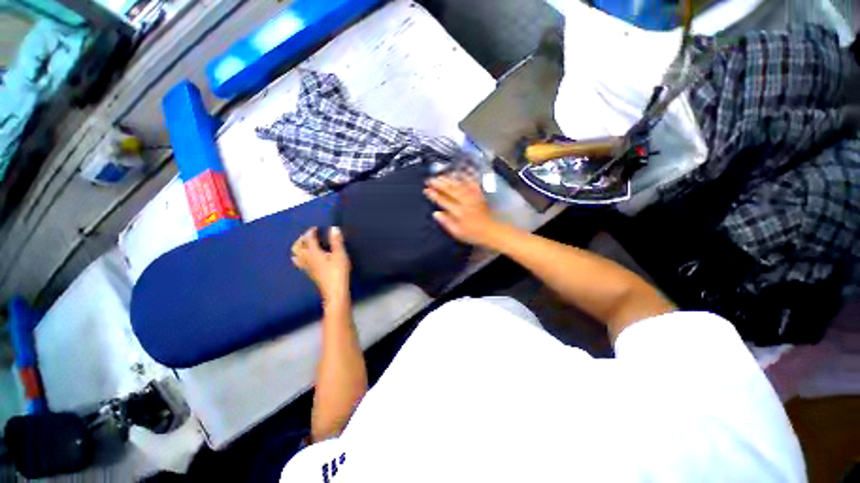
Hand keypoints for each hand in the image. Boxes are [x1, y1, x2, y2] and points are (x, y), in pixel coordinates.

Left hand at [292, 227, 350, 301]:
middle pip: (298, 247)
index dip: (311, 232)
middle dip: (302, 239)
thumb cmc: (338, 272)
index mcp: (313, 253)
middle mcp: (307, 259)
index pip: (309, 239)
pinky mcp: (310, 274)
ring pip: (296, 255)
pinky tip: (305, 258)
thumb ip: (337, 241)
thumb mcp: (340, 255)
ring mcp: (307, 267)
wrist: (335, 291)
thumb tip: (333, 228)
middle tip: (309, 235)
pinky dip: (299, 257)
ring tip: (304, 244)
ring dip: (298, 248)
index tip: (315, 228)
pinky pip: (299, 263)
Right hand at [423, 173, 503, 247]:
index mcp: (458, 212)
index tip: (426, 190)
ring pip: (460, 185)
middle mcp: (465, 202)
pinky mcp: (479, 194)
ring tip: (440, 175)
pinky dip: (466, 176)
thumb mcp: (457, 232)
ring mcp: (473, 197)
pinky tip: (460, 172)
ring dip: (449, 179)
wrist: (491, 231)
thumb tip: (435, 213)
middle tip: (429, 179)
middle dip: (439, 184)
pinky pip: (472, 183)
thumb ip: (446, 222)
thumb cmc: (473, 233)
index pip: (443, 201)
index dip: (434, 195)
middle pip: (450, 190)